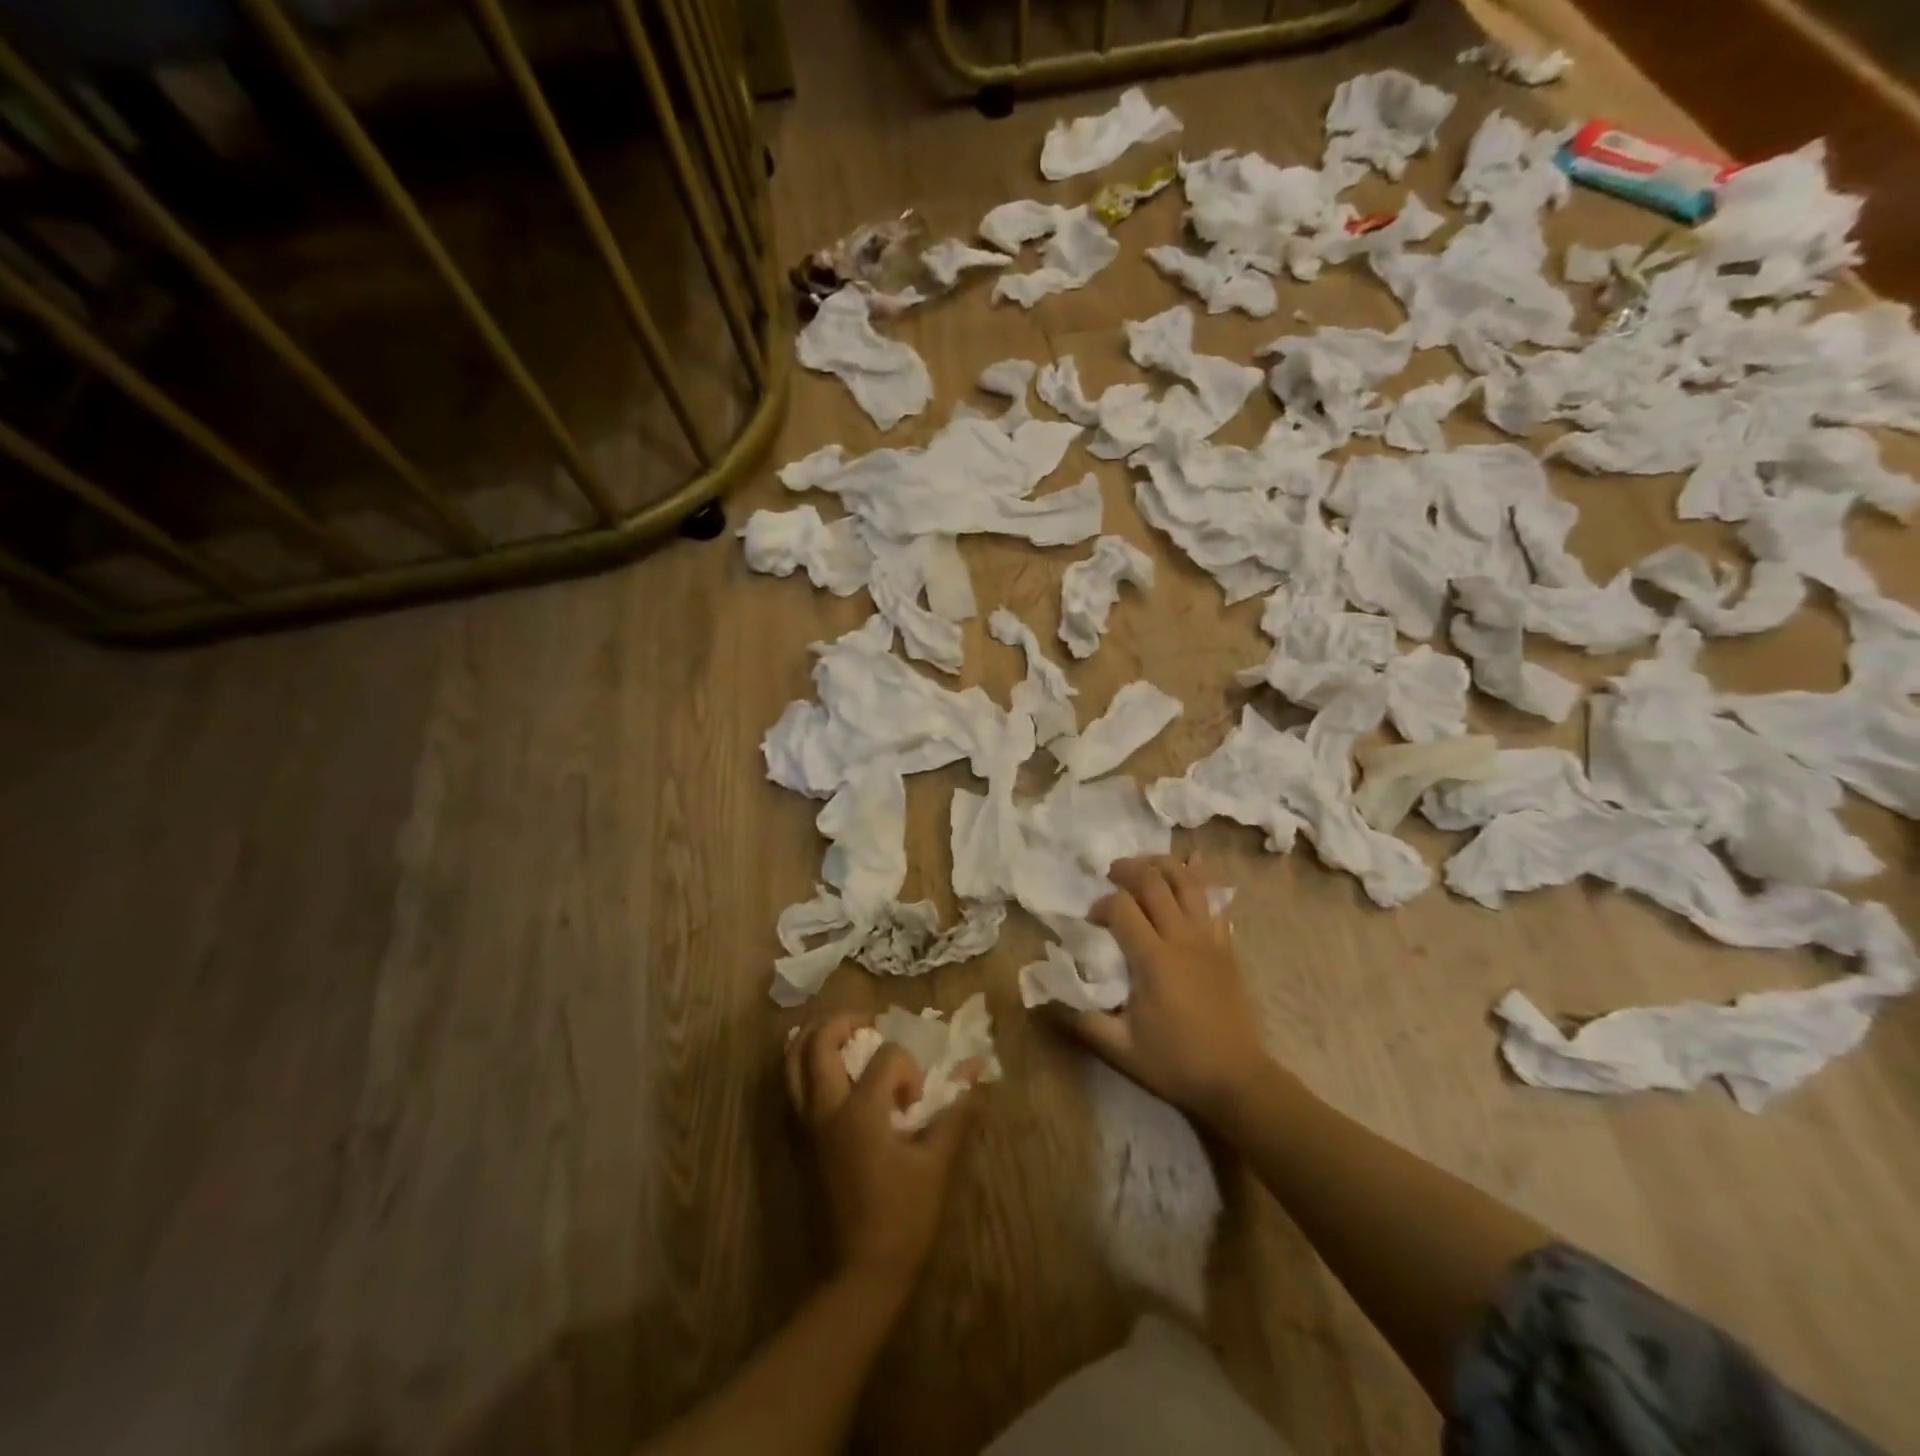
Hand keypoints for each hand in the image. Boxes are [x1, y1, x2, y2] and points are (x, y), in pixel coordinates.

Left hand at [784, 1016, 973, 1288]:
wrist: (858, 1275)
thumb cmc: (902, 1219)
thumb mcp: (936, 1166)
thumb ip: (955, 1116)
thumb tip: (976, 1080)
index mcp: (860, 1112)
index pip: (885, 1056)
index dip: (907, 1067)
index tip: (915, 1101)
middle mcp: (824, 1110)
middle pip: (819, 1042)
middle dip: (843, 1022)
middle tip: (867, 1026)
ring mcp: (805, 1127)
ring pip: (792, 1062)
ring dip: (814, 1039)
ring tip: (842, 1038)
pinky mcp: (798, 1144)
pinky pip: (790, 1089)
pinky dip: (803, 1068)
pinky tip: (828, 1074)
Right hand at [1063, 856, 1274, 1128]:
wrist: (1237, 1080)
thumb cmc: (1176, 1064)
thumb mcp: (1120, 1049)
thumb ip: (1082, 1019)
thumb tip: (1049, 995)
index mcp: (1153, 959)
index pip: (1121, 907)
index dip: (1100, 905)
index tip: (1092, 922)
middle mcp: (1182, 938)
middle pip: (1154, 881)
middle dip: (1127, 870)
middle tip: (1111, 875)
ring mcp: (1209, 938)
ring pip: (1188, 881)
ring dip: (1162, 864)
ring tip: (1143, 865)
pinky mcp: (1227, 946)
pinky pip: (1216, 900)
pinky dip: (1201, 877)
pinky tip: (1192, 864)